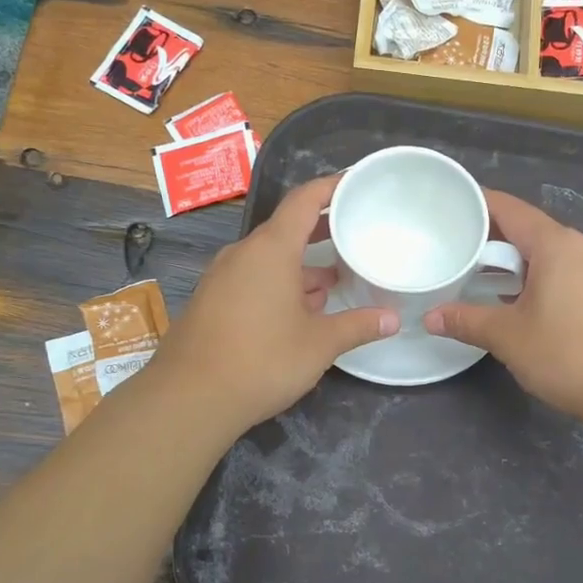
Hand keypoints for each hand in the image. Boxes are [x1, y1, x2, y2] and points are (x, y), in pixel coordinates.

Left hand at [156, 175, 397, 434]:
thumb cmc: (262, 360)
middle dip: (321, 231)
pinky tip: (300, 310)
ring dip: (301, 266)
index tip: (356, 183)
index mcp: (270, 249)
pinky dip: (280, 284)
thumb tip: (393, 319)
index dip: (332, 187)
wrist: (189, 399)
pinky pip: (253, 279)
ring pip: (269, 259)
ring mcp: (223, 278)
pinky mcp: (212, 301)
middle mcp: (243, 254)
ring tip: (335, 280)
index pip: (304, 200)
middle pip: (286, 229)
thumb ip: (358, 326)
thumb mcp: (320, 344)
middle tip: (355, 234)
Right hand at [424, 190, 582, 434]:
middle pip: (530, 230)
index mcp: (556, 244)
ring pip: (551, 255)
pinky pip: (569, 273)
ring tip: (484, 281)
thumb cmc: (570, 356)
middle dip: (493, 241)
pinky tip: (526, 304)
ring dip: (518, 264)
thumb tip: (431, 318)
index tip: (449, 209)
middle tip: (457, 254)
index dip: (477, 205)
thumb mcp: (509, 338)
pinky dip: (542, 279)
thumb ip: (467, 321)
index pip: (509, 209)